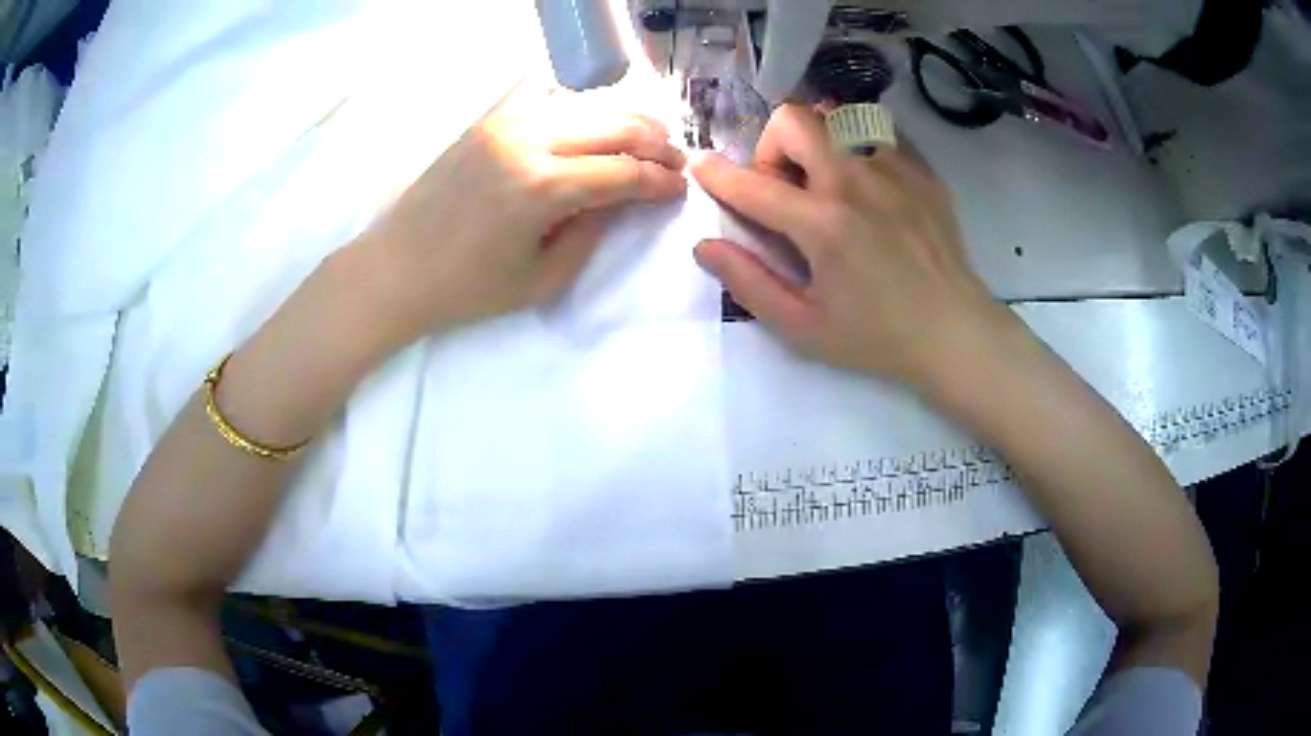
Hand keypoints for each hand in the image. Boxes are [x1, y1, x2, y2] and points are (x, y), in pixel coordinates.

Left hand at [354, 81, 687, 345]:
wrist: (397, 268)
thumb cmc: (467, 288)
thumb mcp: (543, 278)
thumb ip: (593, 232)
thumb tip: (624, 200)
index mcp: (543, 188)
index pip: (624, 172)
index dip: (660, 181)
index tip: (679, 190)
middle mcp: (528, 141)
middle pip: (614, 124)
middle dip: (655, 142)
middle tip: (673, 161)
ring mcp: (504, 123)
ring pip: (585, 103)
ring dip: (623, 119)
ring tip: (644, 139)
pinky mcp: (487, 121)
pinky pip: (546, 98)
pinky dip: (580, 107)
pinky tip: (591, 125)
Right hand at [691, 105, 1016, 387]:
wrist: (955, 333)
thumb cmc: (877, 338)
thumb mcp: (803, 327)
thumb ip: (749, 283)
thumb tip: (705, 246)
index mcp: (823, 224)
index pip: (752, 184)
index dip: (716, 175)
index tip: (702, 168)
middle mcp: (856, 181)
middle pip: (794, 120)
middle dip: (773, 146)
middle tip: (786, 189)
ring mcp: (895, 170)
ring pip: (838, 117)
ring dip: (817, 142)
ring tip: (829, 184)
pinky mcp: (923, 172)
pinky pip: (878, 133)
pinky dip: (858, 147)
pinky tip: (868, 186)